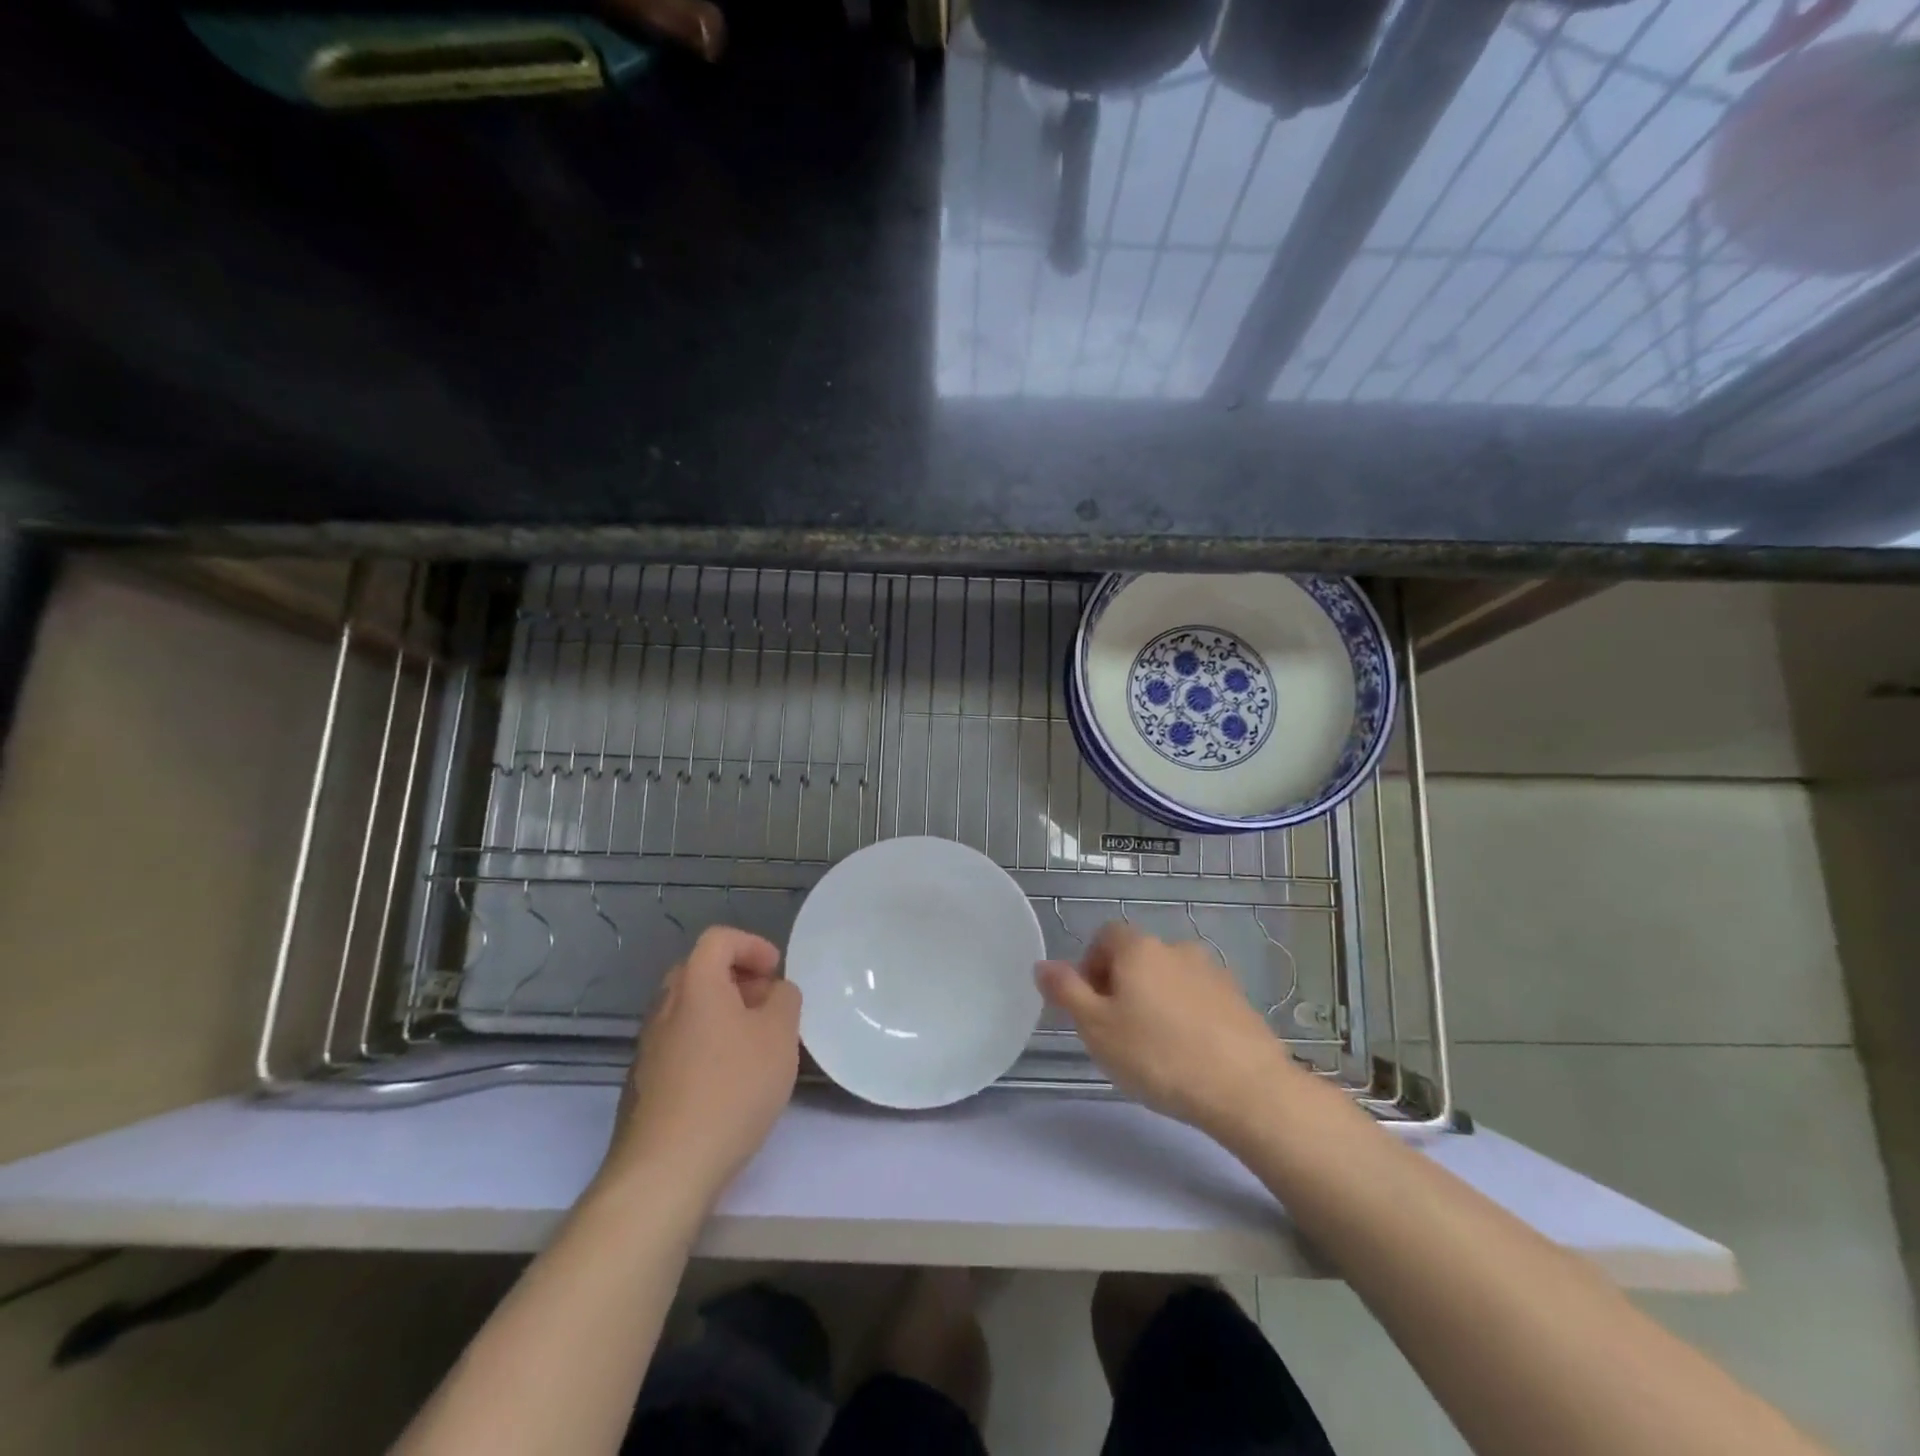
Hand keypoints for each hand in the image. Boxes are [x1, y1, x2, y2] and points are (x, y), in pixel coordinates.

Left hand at [603, 927, 801, 1208]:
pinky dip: (707, 1042)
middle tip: (767, 1004)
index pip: (719, 939)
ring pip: (689, 1009)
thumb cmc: (731, 1089)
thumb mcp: (780, 1036)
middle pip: (700, 971)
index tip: (777, 972)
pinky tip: (728, 1080)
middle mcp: (664, 1006)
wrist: (665, 1169)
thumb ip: (785, 1000)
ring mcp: (648, 1046)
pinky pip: (680, 1042)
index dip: (752, 945)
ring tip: (755, 1045)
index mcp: (695, 984)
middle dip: (739, 978)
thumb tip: (775, 992)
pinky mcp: (643, 1082)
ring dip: (723, 1013)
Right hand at [1037, 923, 1292, 1138]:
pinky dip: (1186, 1016)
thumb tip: (1042, 964)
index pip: (1105, 936)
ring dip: (1156, 1000)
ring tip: (1155, 1047)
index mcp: (1139, 948)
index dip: (1091, 966)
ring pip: (1169, 978)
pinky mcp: (1238, 1000)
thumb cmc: (1158, 1055)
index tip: (1090, 1005)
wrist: (1245, 1088)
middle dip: (1122, 986)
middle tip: (1116, 1031)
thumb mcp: (1096, 1028)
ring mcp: (1212, 972)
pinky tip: (1189, 1053)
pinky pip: (1198, 998)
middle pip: (1137, 956)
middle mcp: (1176, 948)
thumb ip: (1066, 991)